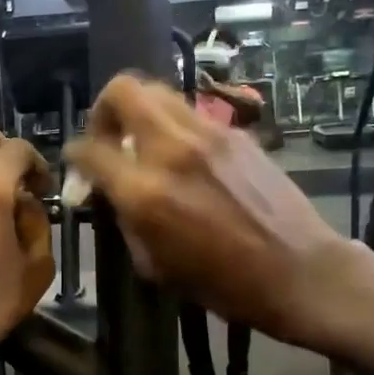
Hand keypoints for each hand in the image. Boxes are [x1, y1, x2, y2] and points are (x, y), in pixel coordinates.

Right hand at [66, 74, 355, 349]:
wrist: (298, 272)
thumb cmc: (223, 284)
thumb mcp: (155, 265)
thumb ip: (125, 220)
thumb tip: (111, 193)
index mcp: (145, 192)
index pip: (90, 149)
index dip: (74, 154)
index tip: (77, 162)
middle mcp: (172, 150)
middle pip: (124, 90)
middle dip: (104, 108)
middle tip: (109, 135)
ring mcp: (208, 135)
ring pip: (159, 92)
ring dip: (141, 111)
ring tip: (144, 141)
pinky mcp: (236, 133)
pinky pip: (191, 114)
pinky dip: (174, 126)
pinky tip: (184, 156)